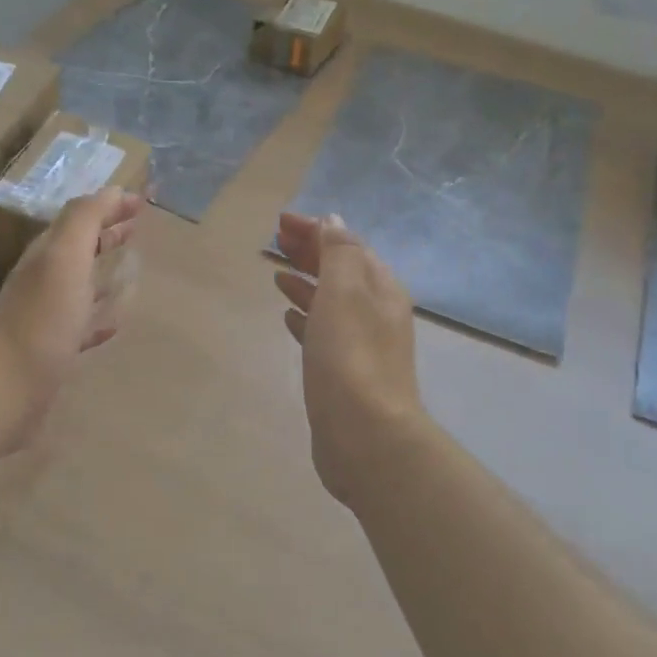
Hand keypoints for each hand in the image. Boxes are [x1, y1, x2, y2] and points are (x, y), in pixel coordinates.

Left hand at [0, 186, 144, 446]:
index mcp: (48, 254)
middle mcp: (45, 280)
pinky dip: (100, 317)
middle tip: (137, 227)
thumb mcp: (64, 257)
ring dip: (104, 272)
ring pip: (81, 285)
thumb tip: (111, 190)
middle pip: (79, 248)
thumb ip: (84, 220)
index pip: (81, 218)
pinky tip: (115, 323)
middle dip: (106, 234)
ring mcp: (48, 317)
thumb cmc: (42, 318)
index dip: (109, 206)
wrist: (6, 387)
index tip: (142, 201)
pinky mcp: (54, 351)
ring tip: (132, 268)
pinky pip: (83, 326)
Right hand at [273, 213, 424, 504]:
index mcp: (380, 288)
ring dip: (306, 282)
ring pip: (330, 301)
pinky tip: (287, 317)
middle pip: (340, 270)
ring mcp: (362, 344)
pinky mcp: (344, 372)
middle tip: (276, 241)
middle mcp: (376, 311)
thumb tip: (333, 222)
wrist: (365, 434)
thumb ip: (339, 252)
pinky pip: (323, 331)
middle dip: (310, 251)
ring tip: (277, 274)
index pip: (347, 244)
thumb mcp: (344, 291)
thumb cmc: (350, 355)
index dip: (316, 229)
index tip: (281, 222)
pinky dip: (306, 316)